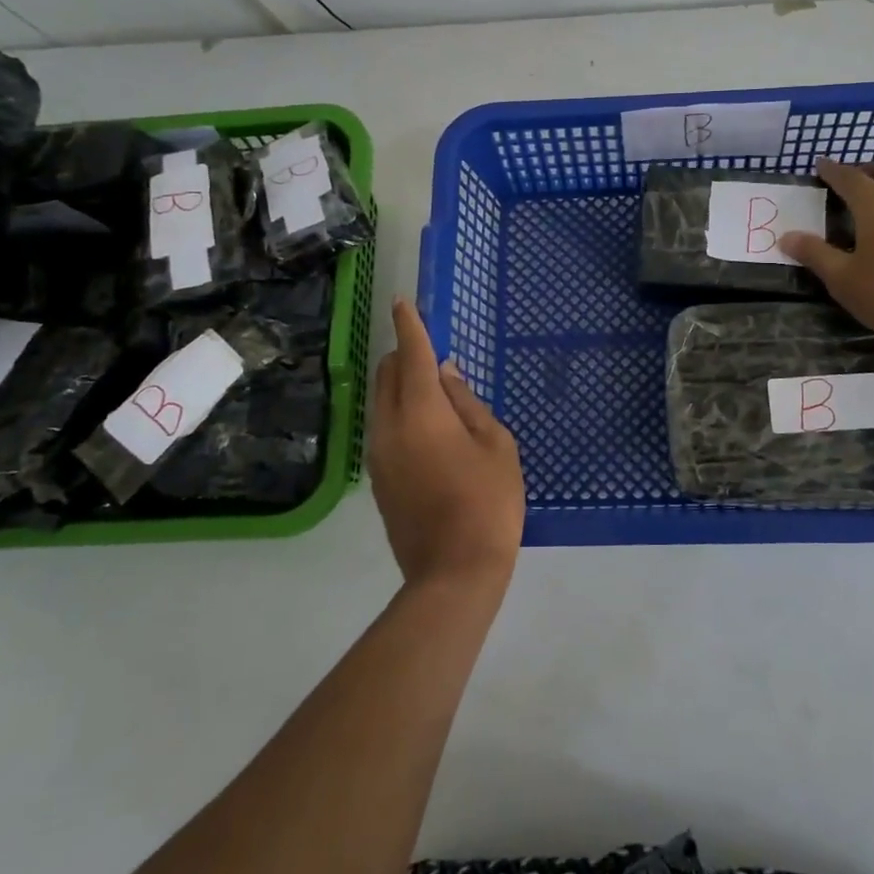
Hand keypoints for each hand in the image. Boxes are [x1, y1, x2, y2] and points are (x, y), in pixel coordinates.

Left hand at [369, 298, 525, 588]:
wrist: (453, 572)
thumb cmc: (488, 501)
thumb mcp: (496, 445)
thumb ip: (468, 403)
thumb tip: (447, 375)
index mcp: (422, 411)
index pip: (413, 355)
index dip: (410, 325)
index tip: (403, 302)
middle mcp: (390, 426)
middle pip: (389, 374)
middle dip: (405, 353)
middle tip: (431, 349)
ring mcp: (378, 455)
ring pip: (382, 401)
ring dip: (401, 383)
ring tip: (432, 387)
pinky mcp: (378, 478)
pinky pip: (384, 427)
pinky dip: (400, 411)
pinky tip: (426, 425)